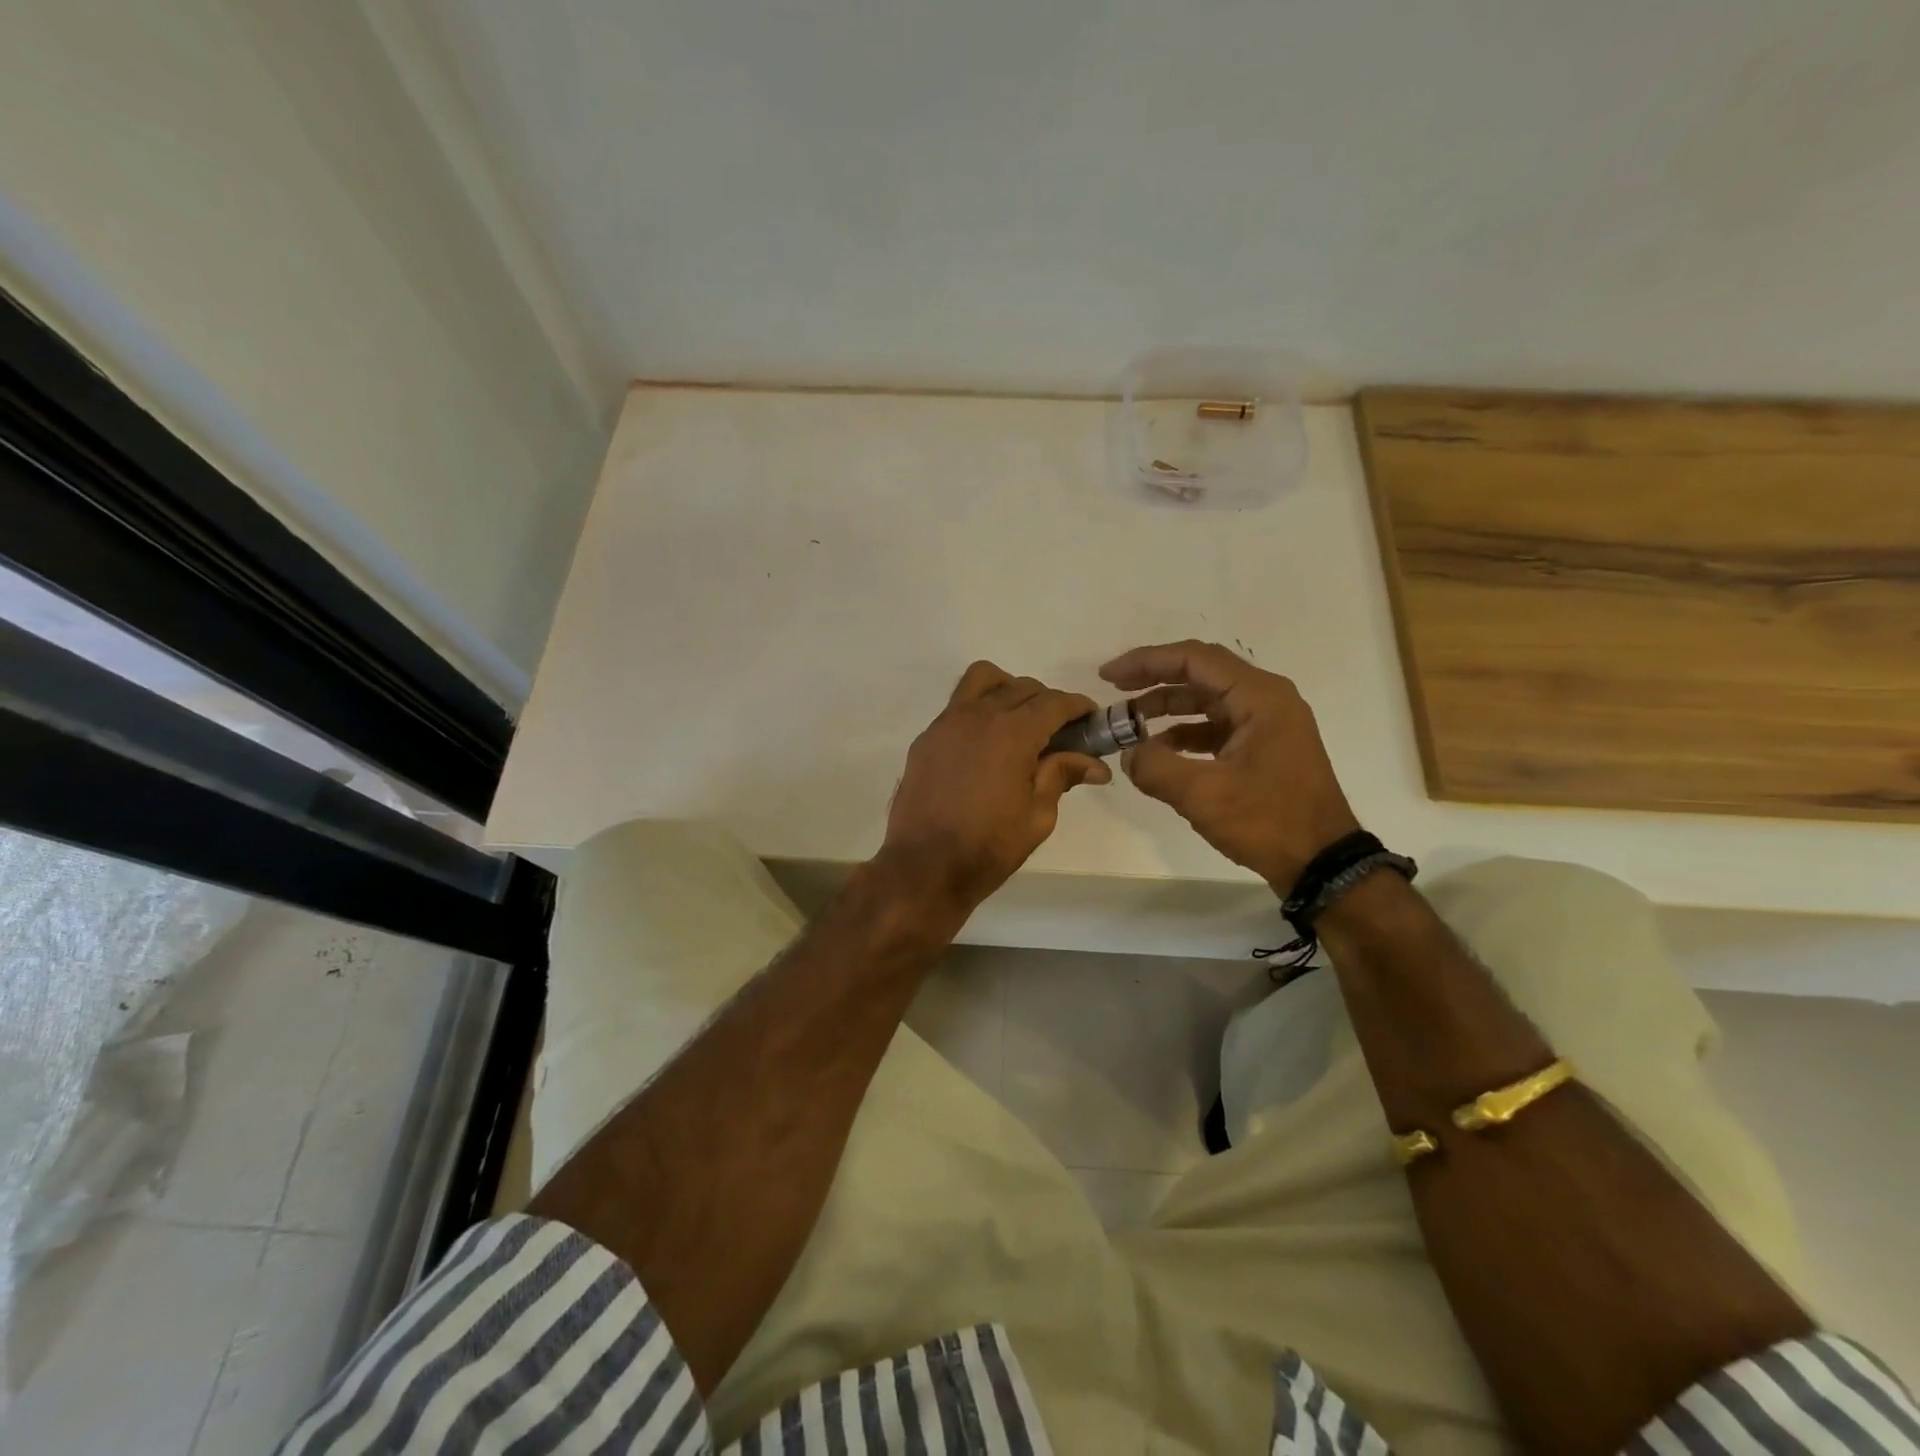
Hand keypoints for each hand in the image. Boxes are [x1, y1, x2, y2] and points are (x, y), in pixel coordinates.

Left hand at [880, 661, 1111, 914]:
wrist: (924, 867)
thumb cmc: (988, 847)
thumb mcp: (1038, 816)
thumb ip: (1062, 776)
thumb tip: (1095, 764)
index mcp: (1012, 733)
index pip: (1054, 702)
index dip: (1078, 706)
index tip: (1091, 718)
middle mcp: (978, 716)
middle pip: (1022, 687)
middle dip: (1048, 702)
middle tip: (1060, 732)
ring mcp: (946, 723)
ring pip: (982, 680)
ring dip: (1008, 690)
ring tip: (1018, 722)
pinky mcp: (926, 738)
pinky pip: (958, 706)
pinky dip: (979, 710)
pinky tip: (985, 746)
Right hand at [1101, 640, 1358, 893]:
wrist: (1322, 863)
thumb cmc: (1268, 821)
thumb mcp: (1203, 794)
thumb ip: (1156, 767)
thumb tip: (1128, 754)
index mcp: (1259, 697)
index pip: (1194, 659)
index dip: (1147, 661)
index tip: (1109, 676)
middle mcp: (1265, 700)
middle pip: (1200, 674)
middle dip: (1153, 680)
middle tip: (1114, 690)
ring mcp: (1266, 724)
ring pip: (1207, 701)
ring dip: (1167, 708)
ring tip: (1129, 724)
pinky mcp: (1262, 748)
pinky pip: (1215, 727)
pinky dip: (1184, 734)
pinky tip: (1158, 751)